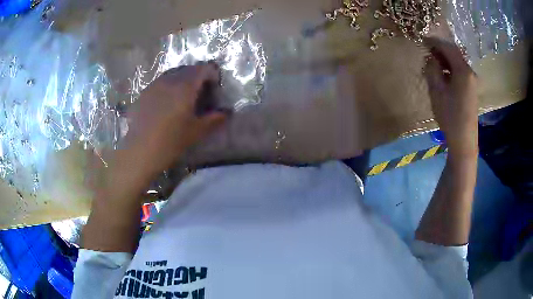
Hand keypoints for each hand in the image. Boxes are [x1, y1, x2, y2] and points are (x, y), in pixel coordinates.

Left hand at [121, 63, 227, 180]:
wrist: (140, 152)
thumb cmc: (170, 142)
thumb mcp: (196, 132)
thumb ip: (214, 119)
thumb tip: (226, 112)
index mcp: (185, 87)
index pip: (203, 69)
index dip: (212, 74)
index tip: (214, 88)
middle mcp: (169, 80)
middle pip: (188, 69)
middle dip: (198, 76)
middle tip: (201, 92)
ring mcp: (155, 85)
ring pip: (173, 73)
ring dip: (183, 79)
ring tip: (184, 96)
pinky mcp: (144, 92)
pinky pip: (161, 81)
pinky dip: (169, 85)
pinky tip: (167, 102)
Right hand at [423, 37, 477, 157]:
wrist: (464, 140)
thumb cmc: (450, 116)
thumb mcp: (437, 91)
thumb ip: (432, 69)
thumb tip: (431, 58)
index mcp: (463, 70)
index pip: (448, 47)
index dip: (434, 41)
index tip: (422, 40)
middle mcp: (470, 72)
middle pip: (454, 53)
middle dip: (440, 50)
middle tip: (426, 52)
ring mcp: (472, 81)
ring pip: (457, 63)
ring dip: (445, 60)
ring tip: (433, 64)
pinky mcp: (471, 89)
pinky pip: (460, 72)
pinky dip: (450, 69)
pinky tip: (443, 76)